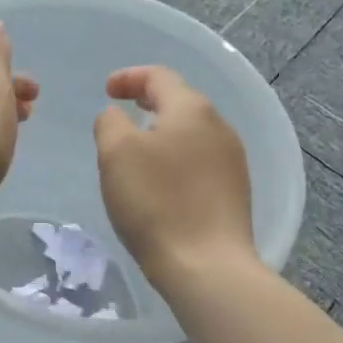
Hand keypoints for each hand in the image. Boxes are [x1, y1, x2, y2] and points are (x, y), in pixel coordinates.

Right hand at [94, 66, 254, 292]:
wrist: (207, 266)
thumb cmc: (156, 202)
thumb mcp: (116, 153)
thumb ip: (110, 123)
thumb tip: (116, 115)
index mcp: (191, 109)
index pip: (159, 76)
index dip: (129, 77)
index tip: (107, 89)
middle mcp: (219, 127)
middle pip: (180, 101)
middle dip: (148, 102)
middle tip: (123, 111)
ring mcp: (233, 160)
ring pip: (192, 132)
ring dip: (163, 131)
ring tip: (138, 148)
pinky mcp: (235, 191)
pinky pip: (200, 160)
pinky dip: (176, 158)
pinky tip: (162, 181)